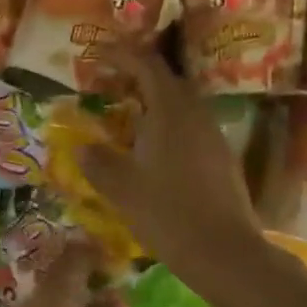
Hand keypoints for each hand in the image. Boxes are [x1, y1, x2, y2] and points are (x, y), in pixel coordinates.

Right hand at [78, 48, 262, 282]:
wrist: (225, 252)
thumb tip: (82, 147)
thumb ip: (98, 162)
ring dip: (154, 102)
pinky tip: (154, 149)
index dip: (121, 55)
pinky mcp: (221, 158)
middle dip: (137, 76)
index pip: (146, 66)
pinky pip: (191, 127)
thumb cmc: (168, 213)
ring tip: (127, 116)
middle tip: (109, 85)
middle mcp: (195, 114)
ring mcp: (213, 136)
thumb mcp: (122, 188)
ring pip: (181, 105)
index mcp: (170, 111)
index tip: (98, 54)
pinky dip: (168, 125)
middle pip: (167, 81)